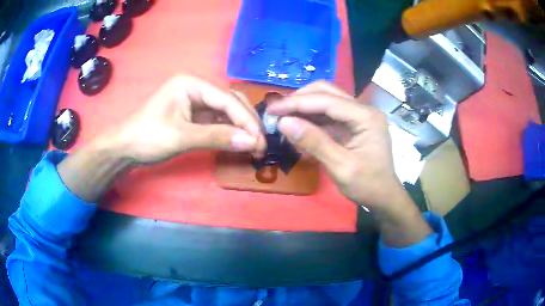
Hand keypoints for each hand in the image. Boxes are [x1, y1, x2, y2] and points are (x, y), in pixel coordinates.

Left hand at [103, 75, 265, 163]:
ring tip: (253, 146)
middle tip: (260, 145)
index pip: (227, 99)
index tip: (260, 141)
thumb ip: (217, 137)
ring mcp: (194, 102)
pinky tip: (238, 142)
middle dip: (246, 122)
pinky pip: (216, 121)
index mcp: (191, 84)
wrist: (125, 149)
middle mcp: (196, 88)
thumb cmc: (148, 138)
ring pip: (225, 112)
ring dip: (240, 128)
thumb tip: (251, 142)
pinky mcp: (193, 115)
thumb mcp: (181, 137)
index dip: (246, 120)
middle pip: (230, 102)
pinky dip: (228, 132)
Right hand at [267, 81, 401, 209]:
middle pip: (326, 92)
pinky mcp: (352, 124)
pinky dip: (311, 118)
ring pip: (326, 100)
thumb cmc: (368, 186)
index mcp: (366, 117)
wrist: (384, 197)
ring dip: (303, 107)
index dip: (296, 103)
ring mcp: (358, 115)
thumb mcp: (341, 168)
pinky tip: (297, 126)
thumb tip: (284, 122)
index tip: (272, 109)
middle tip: (277, 112)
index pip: (327, 100)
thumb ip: (314, 142)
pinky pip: (328, 114)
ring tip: (282, 118)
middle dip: (299, 99)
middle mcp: (363, 109)